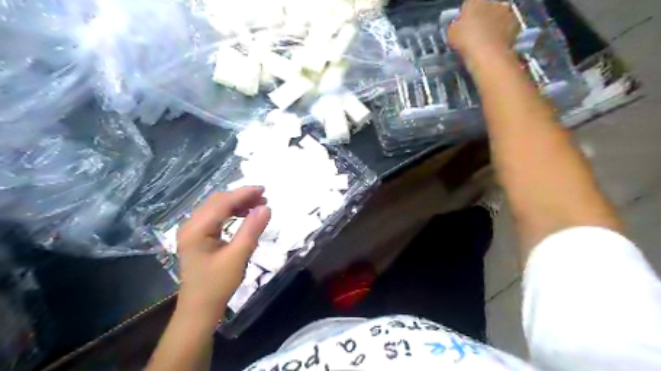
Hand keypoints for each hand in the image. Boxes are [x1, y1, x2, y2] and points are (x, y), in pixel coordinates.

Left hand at [176, 187, 270, 323]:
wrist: (199, 309)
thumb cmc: (217, 284)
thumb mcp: (238, 256)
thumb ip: (252, 230)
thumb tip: (266, 207)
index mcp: (197, 229)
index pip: (222, 203)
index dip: (244, 194)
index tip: (264, 190)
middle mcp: (191, 225)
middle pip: (218, 201)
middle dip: (241, 197)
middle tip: (264, 198)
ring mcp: (193, 231)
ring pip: (217, 208)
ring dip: (237, 204)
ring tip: (258, 205)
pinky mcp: (198, 237)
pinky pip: (216, 217)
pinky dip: (232, 213)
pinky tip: (244, 215)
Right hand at [450, 1, 521, 61]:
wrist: (488, 55)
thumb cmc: (466, 41)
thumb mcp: (450, 34)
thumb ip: (454, 26)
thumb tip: (457, 26)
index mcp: (474, 1)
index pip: (467, 5)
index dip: (463, 17)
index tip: (461, 28)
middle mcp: (492, 2)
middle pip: (484, 9)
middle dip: (480, 19)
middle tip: (474, 35)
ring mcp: (506, 12)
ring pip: (496, 17)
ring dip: (492, 25)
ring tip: (485, 41)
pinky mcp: (516, 24)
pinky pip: (506, 28)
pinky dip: (502, 34)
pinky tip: (495, 45)